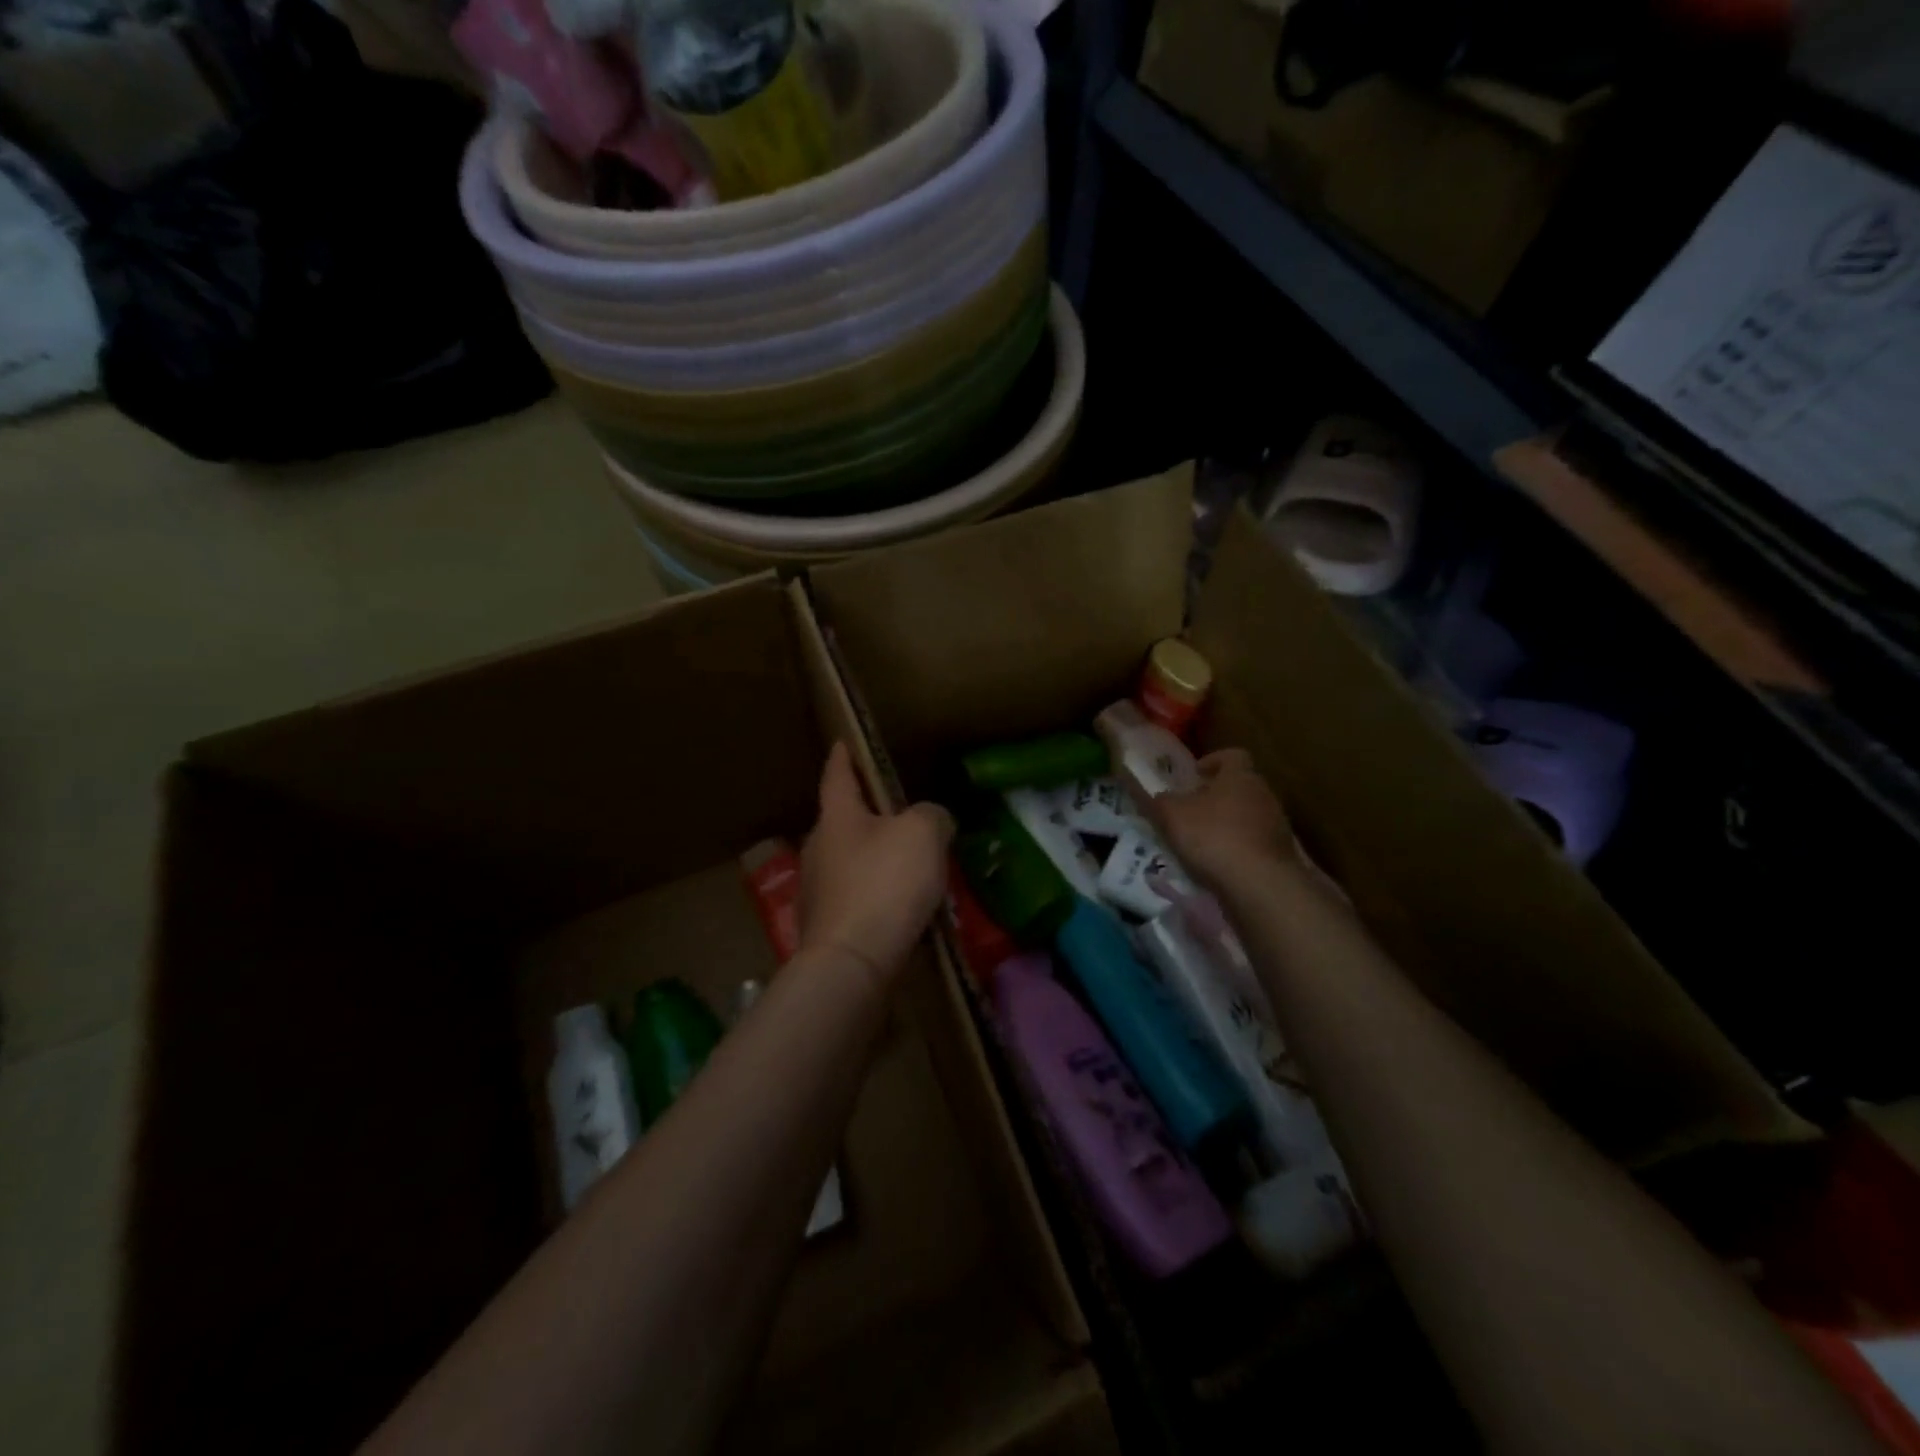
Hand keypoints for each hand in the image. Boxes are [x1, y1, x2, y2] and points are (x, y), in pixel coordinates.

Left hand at [799, 742, 954, 982]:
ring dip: (877, 859)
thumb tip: (932, 821)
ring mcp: (818, 890)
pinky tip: (902, 909)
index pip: (837, 775)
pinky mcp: (827, 926)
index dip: (844, 757)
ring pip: (852, 861)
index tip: (843, 742)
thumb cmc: (884, 884)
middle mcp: (819, 848)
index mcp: (837, 817)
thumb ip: (932, 815)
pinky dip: (878, 895)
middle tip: (901, 815)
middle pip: (844, 821)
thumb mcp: (922, 834)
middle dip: (869, 815)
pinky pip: (857, 898)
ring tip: (911, 867)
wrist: (851, 964)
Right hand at [1146, 748, 1296, 892]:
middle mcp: (1264, 794)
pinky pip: (1253, 843)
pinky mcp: (1280, 855)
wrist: (1260, 885)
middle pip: (1239, 786)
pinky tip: (1217, 865)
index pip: (1232, 756)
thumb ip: (1157, 800)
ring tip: (1200, 842)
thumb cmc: (1213, 837)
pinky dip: (1236, 849)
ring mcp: (1276, 826)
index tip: (1194, 775)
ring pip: (1247, 815)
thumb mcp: (1171, 816)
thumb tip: (1151, 793)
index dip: (1212, 761)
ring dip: (1226, 823)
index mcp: (1240, 776)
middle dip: (1215, 796)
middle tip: (1190, 809)